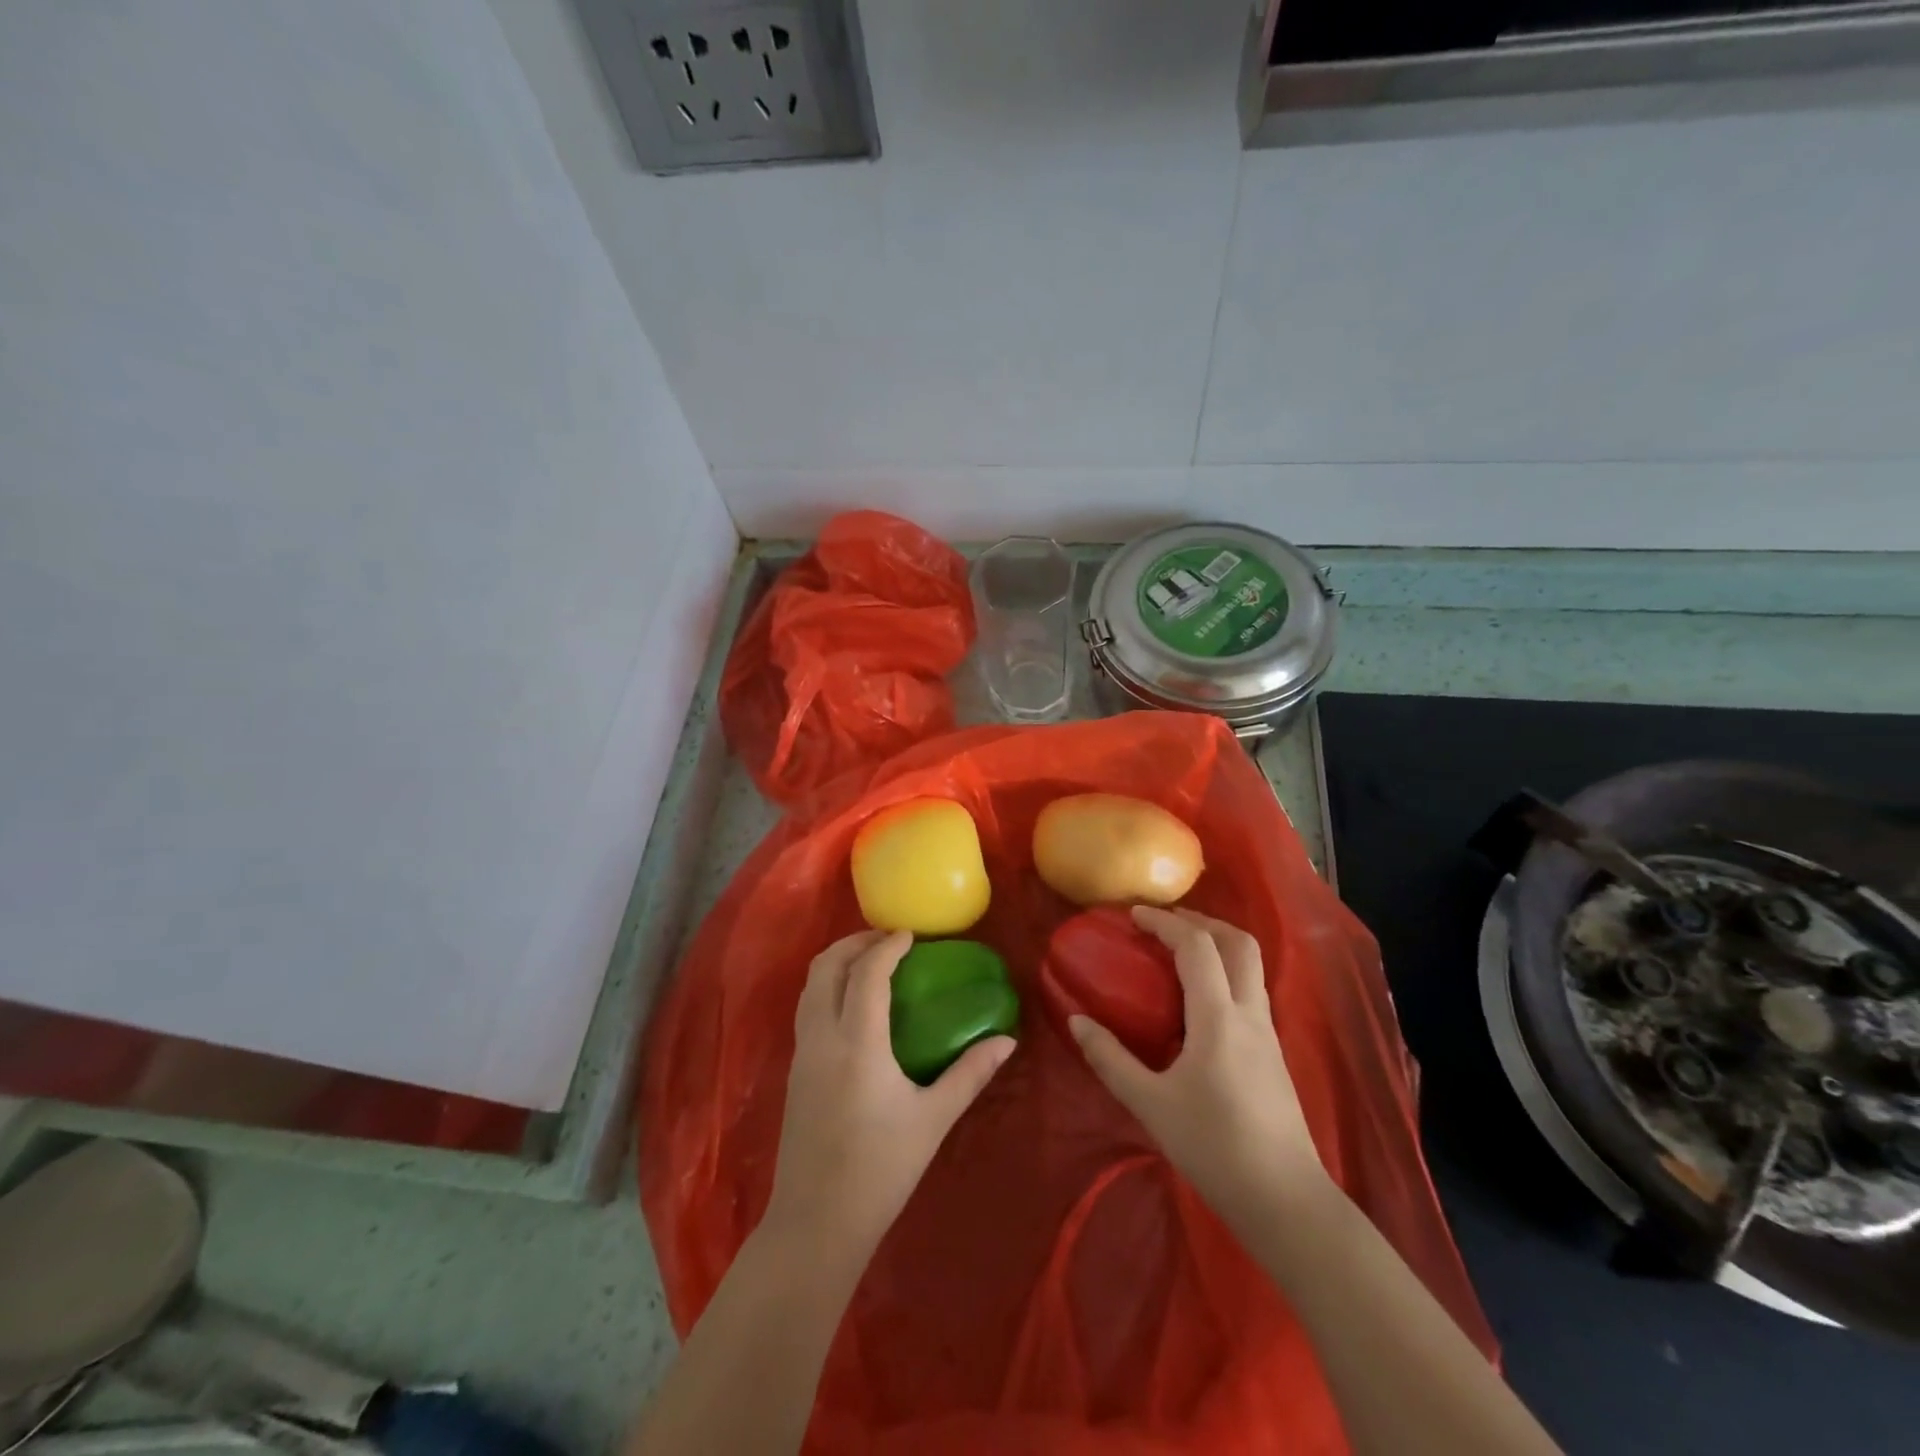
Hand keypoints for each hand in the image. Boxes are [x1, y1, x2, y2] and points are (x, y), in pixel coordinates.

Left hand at [764, 929, 1014, 1269]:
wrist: (816, 1225)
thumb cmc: (881, 1170)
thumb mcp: (933, 1119)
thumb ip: (970, 1073)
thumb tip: (1007, 1041)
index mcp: (857, 1043)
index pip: (867, 973)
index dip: (888, 946)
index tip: (911, 935)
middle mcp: (822, 1037)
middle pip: (827, 967)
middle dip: (855, 943)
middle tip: (888, 940)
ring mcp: (801, 1053)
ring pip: (810, 986)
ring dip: (837, 962)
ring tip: (870, 962)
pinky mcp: (794, 1071)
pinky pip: (807, 1008)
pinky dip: (827, 987)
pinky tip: (853, 1004)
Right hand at [1070, 906, 1325, 1226]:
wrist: (1285, 1200)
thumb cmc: (1213, 1148)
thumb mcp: (1150, 1104)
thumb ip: (1110, 1058)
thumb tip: (1076, 1021)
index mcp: (1218, 1017)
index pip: (1196, 946)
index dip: (1164, 922)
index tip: (1134, 915)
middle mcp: (1249, 1013)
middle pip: (1239, 943)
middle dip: (1202, 921)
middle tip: (1164, 923)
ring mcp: (1267, 1032)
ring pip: (1251, 965)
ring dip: (1218, 943)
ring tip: (1180, 951)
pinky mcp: (1273, 1052)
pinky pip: (1251, 990)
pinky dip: (1226, 972)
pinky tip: (1200, 998)